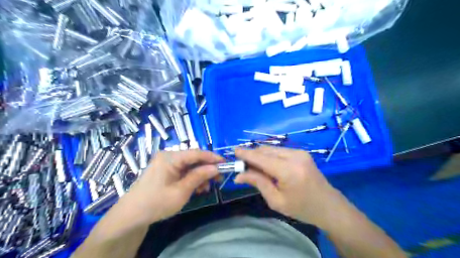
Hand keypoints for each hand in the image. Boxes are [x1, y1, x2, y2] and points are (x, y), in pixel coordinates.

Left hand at [121, 150, 223, 221]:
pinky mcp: (165, 170)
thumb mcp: (181, 191)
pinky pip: (183, 170)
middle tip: (218, 179)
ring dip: (200, 175)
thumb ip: (199, 176)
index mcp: (170, 157)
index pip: (196, 153)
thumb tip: (216, 167)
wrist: (131, 215)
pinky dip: (191, 178)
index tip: (225, 163)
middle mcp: (168, 156)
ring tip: (205, 188)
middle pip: (193, 158)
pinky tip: (196, 188)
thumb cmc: (156, 203)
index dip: (212, 157)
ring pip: (189, 165)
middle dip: (206, 168)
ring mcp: (166, 163)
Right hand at [235, 146, 342, 228]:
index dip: (246, 154)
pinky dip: (269, 156)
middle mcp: (294, 156)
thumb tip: (239, 175)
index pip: (261, 158)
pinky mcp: (301, 152)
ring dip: (260, 155)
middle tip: (241, 164)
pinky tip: (265, 165)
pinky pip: (279, 151)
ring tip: (252, 166)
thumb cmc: (302, 208)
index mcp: (289, 170)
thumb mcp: (276, 201)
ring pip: (272, 149)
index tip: (233, 151)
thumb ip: (258, 183)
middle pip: (265, 150)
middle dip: (252, 155)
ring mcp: (300, 152)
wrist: (329, 206)